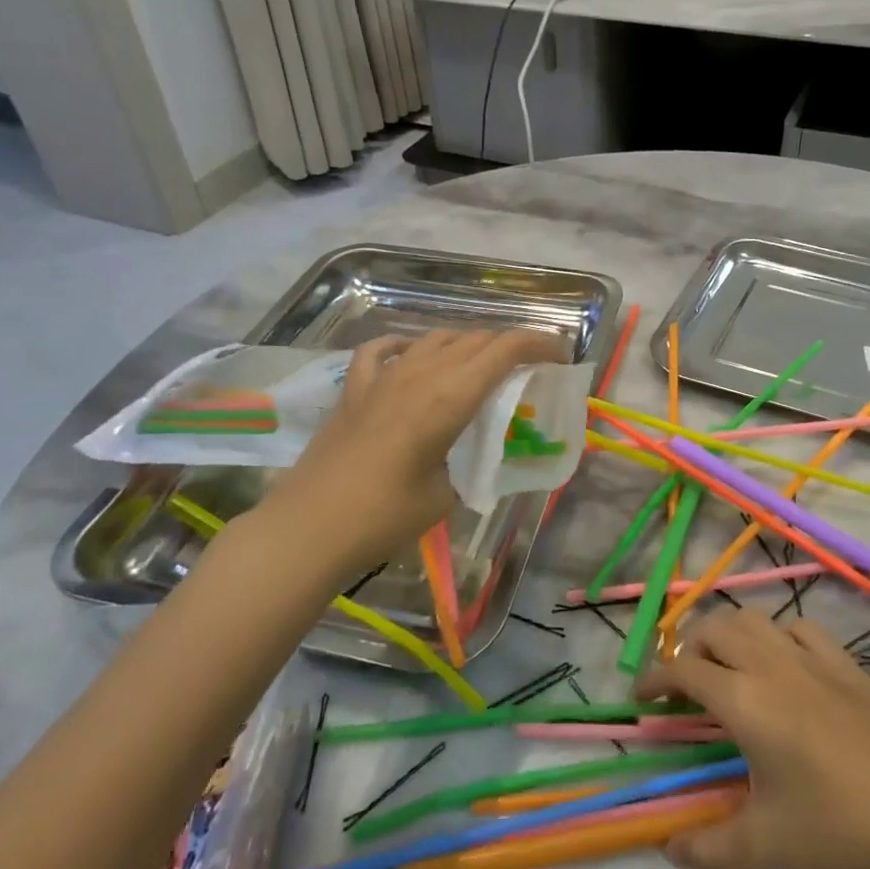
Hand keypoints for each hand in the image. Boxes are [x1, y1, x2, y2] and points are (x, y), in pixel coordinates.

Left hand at [250, 328, 565, 577]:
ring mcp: (382, 378)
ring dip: (467, 343)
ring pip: (434, 339)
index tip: (561, 354)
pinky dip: (405, 345)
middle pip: (475, 339)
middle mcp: (419, 375)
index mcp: (449, 398)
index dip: (539, 343)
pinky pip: (382, 351)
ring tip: (482, 363)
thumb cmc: (383, 518)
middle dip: (509, 345)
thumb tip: (476, 455)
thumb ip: (468, 463)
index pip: (505, 351)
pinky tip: (411, 354)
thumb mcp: (446, 495)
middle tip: (529, 366)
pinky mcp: (353, 390)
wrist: (308, 530)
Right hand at [637, 609, 869, 868]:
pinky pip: (798, 627)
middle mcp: (770, 663)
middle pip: (714, 627)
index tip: (643, 699)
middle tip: (685, 685)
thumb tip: (670, 849)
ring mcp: (811, 657)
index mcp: (744, 699)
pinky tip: (782, 661)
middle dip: (688, 647)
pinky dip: (776, 634)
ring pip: (754, 617)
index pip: (684, 669)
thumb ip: (708, 848)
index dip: (655, 677)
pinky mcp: (844, 662)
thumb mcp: (766, 846)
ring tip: (727, 666)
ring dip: (728, 633)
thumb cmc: (838, 825)